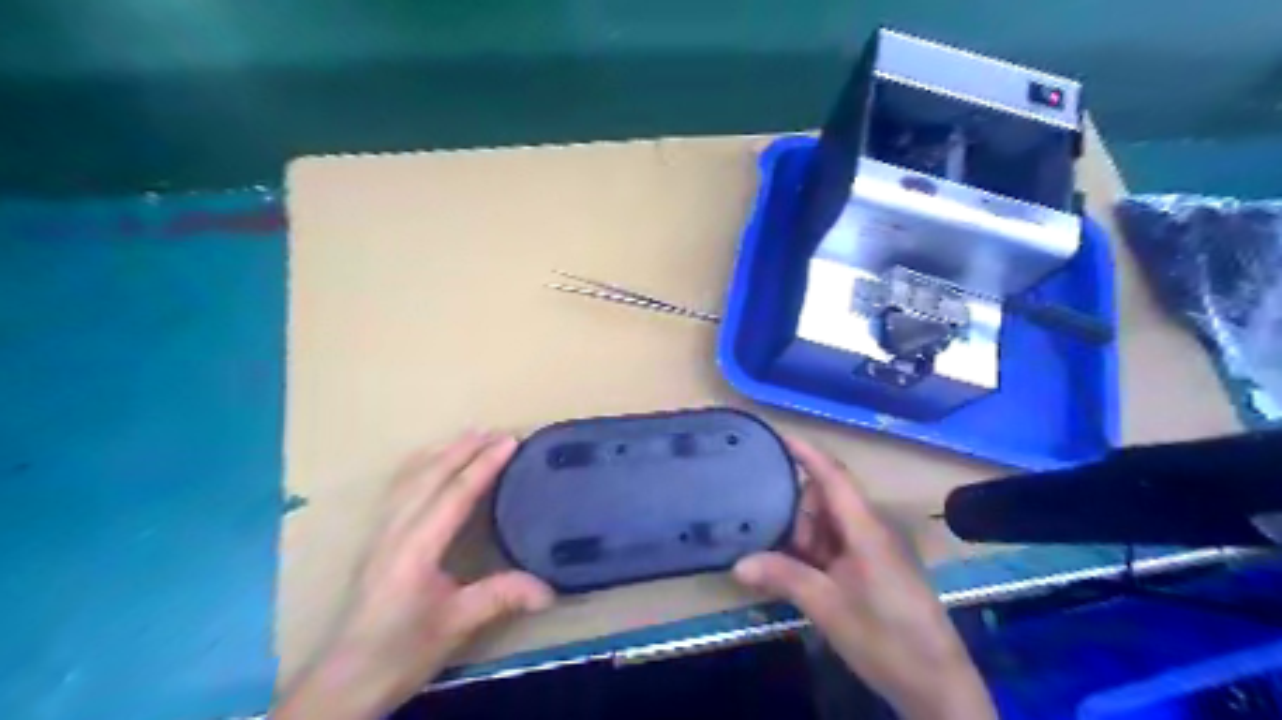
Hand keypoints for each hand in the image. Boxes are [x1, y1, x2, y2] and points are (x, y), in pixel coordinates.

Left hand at [279, 434, 554, 718]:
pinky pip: (400, 488)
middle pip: (430, 476)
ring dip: (441, 452)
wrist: (344, 681)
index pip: (454, 493)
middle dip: (464, 449)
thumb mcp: (456, 627)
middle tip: (496, 430)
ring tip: (468, 435)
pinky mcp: (377, 540)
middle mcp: (395, 530)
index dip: (484, 465)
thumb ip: (501, 598)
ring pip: (410, 477)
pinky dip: (420, 465)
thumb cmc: (400, 652)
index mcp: (416, 548)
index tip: (510, 441)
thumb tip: (550, 588)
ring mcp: (382, 532)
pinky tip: (430, 463)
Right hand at [732, 436, 989, 718]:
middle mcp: (871, 530)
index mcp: (865, 528)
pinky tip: (798, 574)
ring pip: (830, 524)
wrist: (937, 685)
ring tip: (779, 560)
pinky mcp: (875, 568)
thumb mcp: (828, 608)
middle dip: (796, 510)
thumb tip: (737, 563)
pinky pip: (838, 545)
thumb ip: (784, 578)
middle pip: (826, 498)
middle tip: (770, 538)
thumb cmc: (887, 638)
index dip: (806, 453)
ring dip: (804, 536)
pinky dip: (815, 552)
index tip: (777, 437)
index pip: (833, 476)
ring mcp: (875, 550)